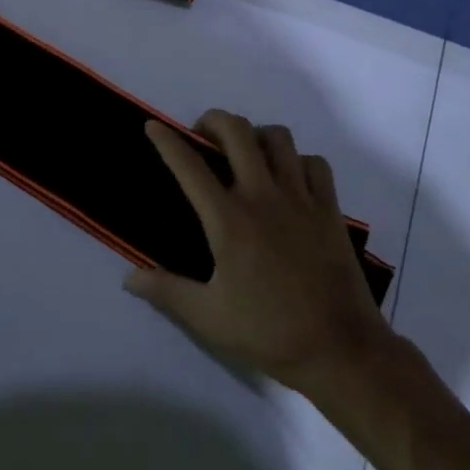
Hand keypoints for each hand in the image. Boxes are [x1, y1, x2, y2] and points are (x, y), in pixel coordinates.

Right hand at [126, 110, 390, 397]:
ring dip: (256, 136)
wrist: (340, 349)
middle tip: (203, 137)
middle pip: (237, 132)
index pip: (190, 167)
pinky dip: (298, 161)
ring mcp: (300, 198)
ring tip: (246, 153)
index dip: (167, 141)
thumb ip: (167, 292)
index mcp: (229, 220)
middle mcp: (263, 196)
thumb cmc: (269, 333)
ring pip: (278, 138)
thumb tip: (129, 278)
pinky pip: (314, 163)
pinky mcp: (329, 208)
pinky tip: (289, 178)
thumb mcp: (209, 319)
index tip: (153, 126)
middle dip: (214, 121)